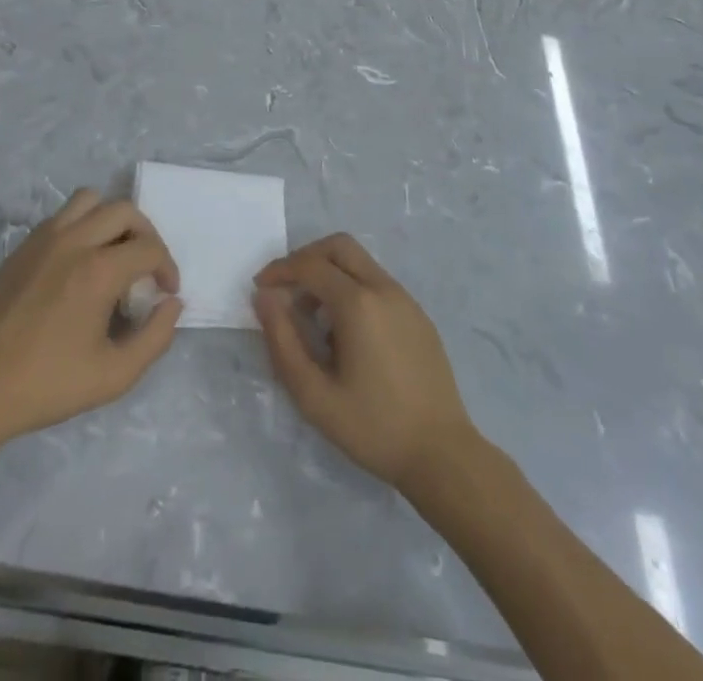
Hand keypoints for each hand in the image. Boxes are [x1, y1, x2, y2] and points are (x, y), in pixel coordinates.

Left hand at [0, 189, 181, 444]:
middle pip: (124, 210)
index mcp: (98, 270)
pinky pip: (62, 216)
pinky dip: (81, 226)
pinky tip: (79, 264)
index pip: (149, 248)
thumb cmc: (48, 385)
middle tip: (145, 268)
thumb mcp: (114, 375)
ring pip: (89, 200)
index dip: (167, 268)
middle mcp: (74, 241)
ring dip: (111, 220)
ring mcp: (43, 239)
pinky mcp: (22, 246)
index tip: (166, 293)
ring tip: (113, 253)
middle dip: (146, 235)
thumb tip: (172, 304)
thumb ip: (155, 337)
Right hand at [253, 233, 477, 491]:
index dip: (279, 270)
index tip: (259, 288)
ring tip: (313, 320)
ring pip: (360, 263)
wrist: (442, 455)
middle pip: (338, 247)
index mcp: (358, 303)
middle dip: (306, 259)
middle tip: (286, 289)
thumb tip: (264, 297)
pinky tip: (346, 335)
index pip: (310, 265)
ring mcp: (406, 300)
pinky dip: (353, 290)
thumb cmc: (373, 427)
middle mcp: (384, 288)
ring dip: (330, 275)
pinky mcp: (418, 316)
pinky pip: (377, 284)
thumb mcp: (314, 395)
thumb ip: (283, 341)